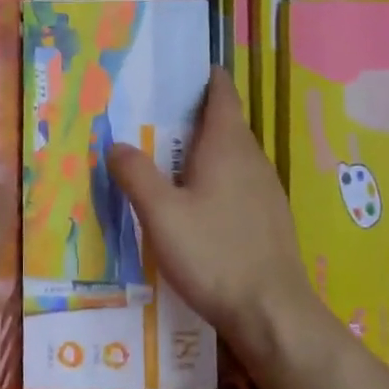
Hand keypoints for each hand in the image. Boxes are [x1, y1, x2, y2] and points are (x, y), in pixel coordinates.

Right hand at [105, 70, 320, 363]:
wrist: (273, 314)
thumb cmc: (215, 254)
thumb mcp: (161, 214)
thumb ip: (136, 174)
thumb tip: (116, 144)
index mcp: (228, 144)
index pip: (221, 91)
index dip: (201, 76)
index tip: (173, 74)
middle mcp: (252, 157)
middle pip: (224, 120)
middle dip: (192, 114)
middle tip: (151, 119)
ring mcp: (265, 188)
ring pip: (232, 153)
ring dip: (203, 149)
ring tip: (166, 159)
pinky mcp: (269, 216)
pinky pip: (239, 180)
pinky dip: (216, 177)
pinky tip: (196, 203)